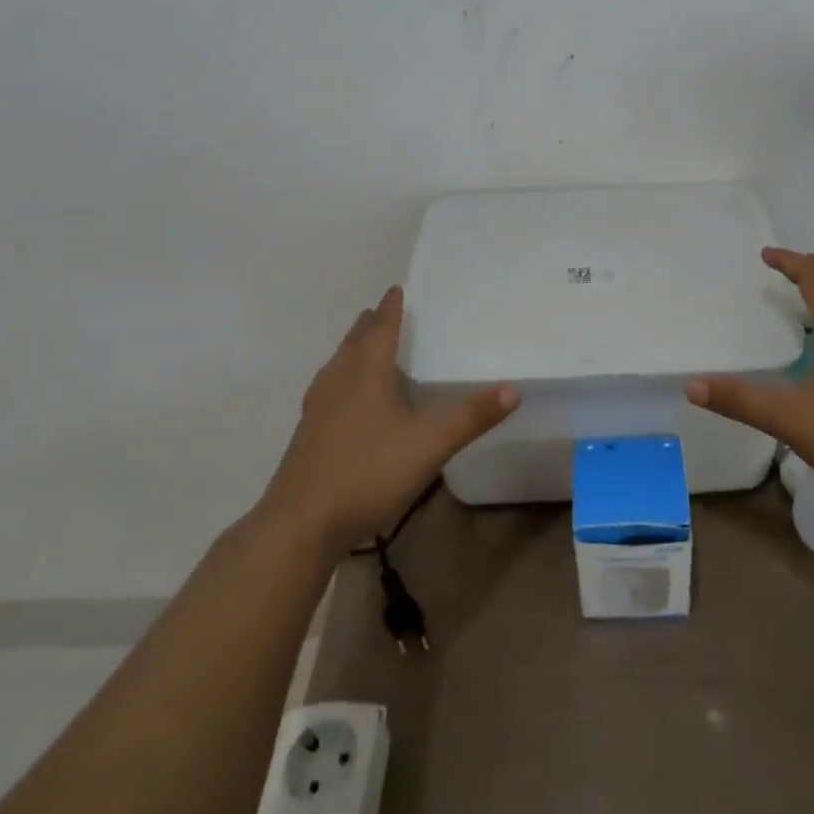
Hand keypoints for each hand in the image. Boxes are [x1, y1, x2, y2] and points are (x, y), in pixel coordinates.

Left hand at [257, 286, 517, 554]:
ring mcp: (318, 408)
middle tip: (383, 312)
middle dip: (370, 325)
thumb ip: (470, 417)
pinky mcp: (308, 433)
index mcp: (366, 373)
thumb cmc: (367, 473)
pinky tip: (348, 399)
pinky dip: (343, 377)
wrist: (300, 524)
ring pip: (338, 365)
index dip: (391, 308)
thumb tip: (512, 389)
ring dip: (353, 349)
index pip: (381, 328)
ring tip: (365, 346)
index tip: (396, 288)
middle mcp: (339, 381)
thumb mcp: (429, 445)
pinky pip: (329, 388)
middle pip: (355, 342)